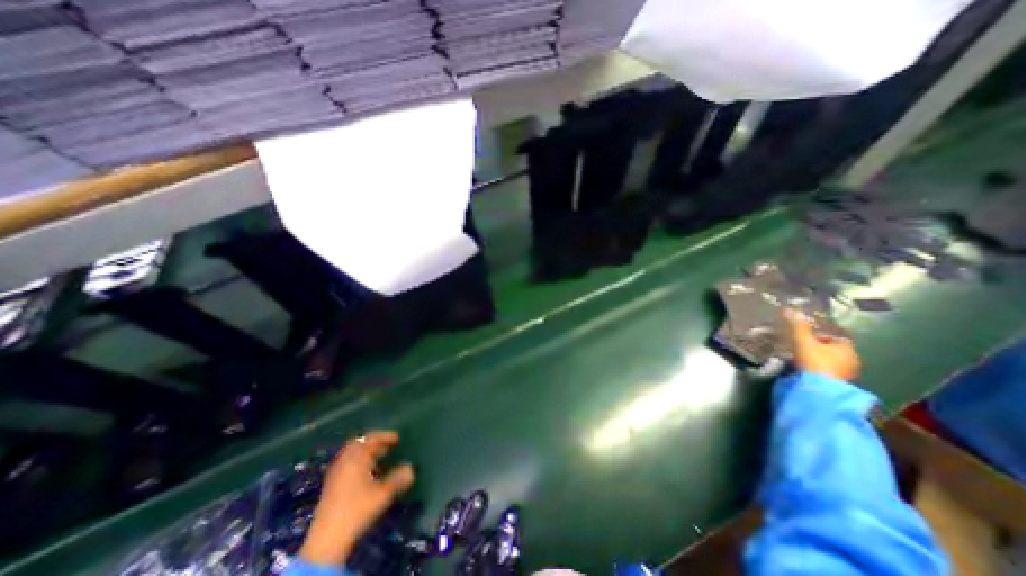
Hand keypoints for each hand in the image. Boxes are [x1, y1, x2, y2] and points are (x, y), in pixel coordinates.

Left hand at [301, 432, 415, 567]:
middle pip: (359, 443)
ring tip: (379, 457)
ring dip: (365, 452)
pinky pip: (346, 463)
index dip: (385, 436)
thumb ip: (398, 479)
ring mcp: (336, 472)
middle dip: (374, 442)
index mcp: (357, 458)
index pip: (372, 438)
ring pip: (352, 454)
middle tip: (387, 446)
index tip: (397, 439)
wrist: (327, 539)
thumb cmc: (358, 510)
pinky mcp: (330, 485)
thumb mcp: (383, 494)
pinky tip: (366, 472)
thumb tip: (411, 469)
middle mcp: (345, 461)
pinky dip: (358, 461)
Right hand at [787, 310, 859, 381]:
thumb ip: (798, 326)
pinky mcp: (837, 383)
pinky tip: (805, 368)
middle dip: (818, 346)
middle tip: (800, 344)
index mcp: (847, 348)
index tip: (804, 334)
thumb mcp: (803, 341)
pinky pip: (827, 370)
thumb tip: (791, 309)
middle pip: (833, 349)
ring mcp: (846, 374)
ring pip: (830, 361)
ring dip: (818, 358)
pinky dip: (817, 368)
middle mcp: (852, 360)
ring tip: (800, 356)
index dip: (819, 333)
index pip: (835, 336)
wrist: (818, 389)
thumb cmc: (815, 361)